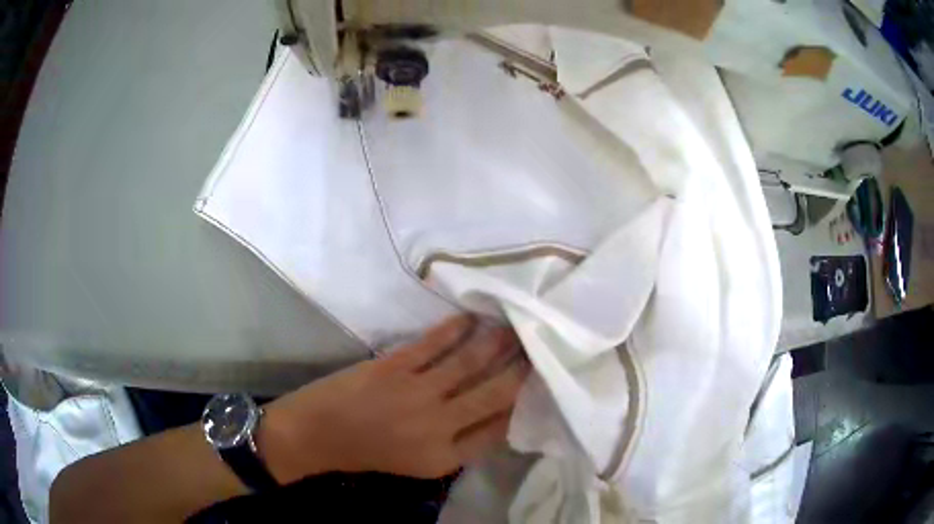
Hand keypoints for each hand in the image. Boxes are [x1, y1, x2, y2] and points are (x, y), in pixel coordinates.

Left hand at [259, 315, 528, 481]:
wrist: (318, 434)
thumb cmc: (369, 452)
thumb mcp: (420, 463)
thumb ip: (459, 443)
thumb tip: (496, 412)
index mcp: (445, 457)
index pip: (500, 429)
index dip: (523, 404)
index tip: (538, 382)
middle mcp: (438, 426)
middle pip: (495, 393)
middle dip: (521, 368)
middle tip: (539, 346)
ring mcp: (416, 393)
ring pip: (470, 362)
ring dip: (496, 342)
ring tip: (515, 325)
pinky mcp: (394, 366)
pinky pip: (435, 342)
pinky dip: (456, 327)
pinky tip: (472, 316)